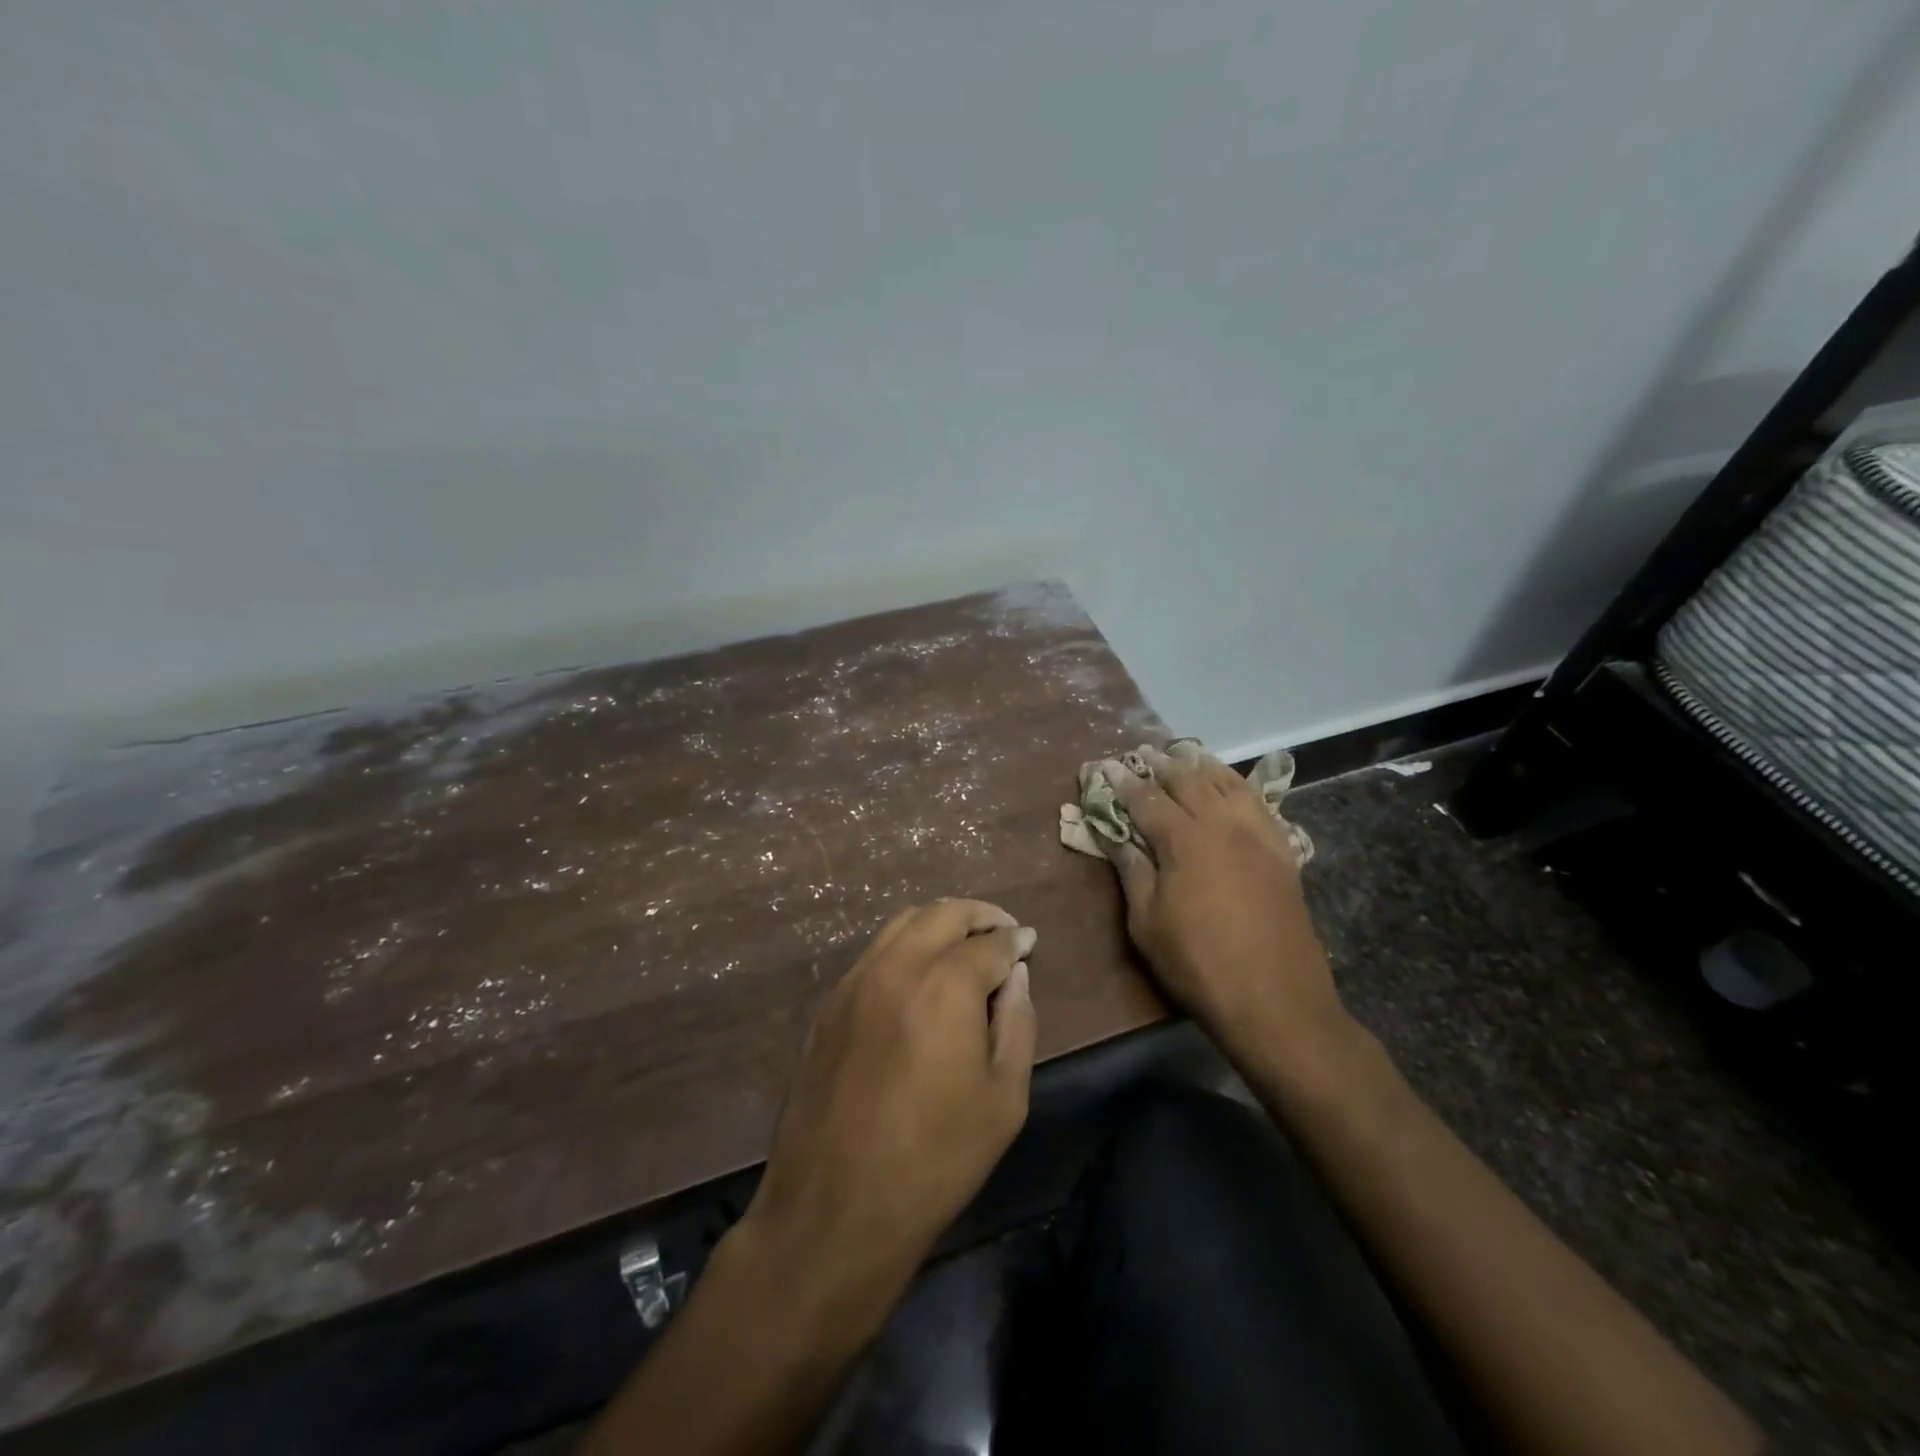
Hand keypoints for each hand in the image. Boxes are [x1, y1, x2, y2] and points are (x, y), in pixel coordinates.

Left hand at [743, 899, 1036, 1292]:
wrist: (835, 1209)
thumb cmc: (935, 1160)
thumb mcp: (1004, 1099)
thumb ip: (1017, 1023)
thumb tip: (1016, 977)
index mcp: (944, 986)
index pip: (990, 942)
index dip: (1016, 940)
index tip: (1029, 941)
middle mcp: (895, 967)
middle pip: (942, 913)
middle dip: (979, 914)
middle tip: (1002, 930)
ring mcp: (853, 982)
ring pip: (901, 924)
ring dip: (939, 923)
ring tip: (963, 944)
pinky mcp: (828, 1006)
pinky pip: (873, 954)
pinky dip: (905, 947)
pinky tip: (918, 976)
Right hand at [1102, 745, 1344, 1064]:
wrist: (1276, 999)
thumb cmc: (1198, 963)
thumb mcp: (1147, 923)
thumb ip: (1132, 871)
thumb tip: (1117, 836)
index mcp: (1184, 839)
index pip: (1146, 799)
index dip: (1123, 782)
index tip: (1106, 767)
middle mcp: (1222, 824)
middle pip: (1189, 780)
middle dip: (1162, 764)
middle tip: (1143, 754)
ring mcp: (1258, 834)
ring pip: (1228, 783)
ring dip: (1202, 766)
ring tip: (1185, 756)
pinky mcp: (1282, 851)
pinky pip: (1259, 803)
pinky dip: (1239, 785)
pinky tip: (1232, 786)